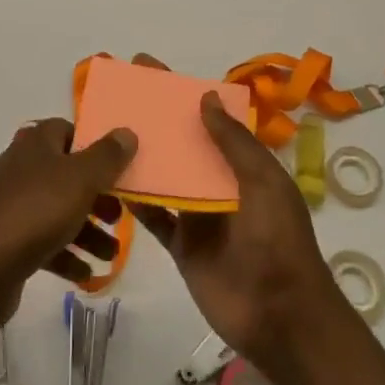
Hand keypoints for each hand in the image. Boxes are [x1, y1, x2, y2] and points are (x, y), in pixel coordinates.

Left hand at [0, 118, 136, 337]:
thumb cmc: (33, 212)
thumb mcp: (80, 178)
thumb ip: (107, 156)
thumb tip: (126, 131)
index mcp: (36, 144)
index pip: (68, 131)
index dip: (94, 146)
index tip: (119, 167)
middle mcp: (22, 169)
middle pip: (68, 175)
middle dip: (97, 195)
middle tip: (120, 216)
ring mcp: (13, 207)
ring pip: (59, 211)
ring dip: (88, 231)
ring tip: (112, 254)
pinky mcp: (8, 244)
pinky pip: (45, 244)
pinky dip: (67, 257)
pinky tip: (87, 276)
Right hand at [132, 90, 345, 369]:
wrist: (280, 317)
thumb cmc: (278, 241)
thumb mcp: (264, 182)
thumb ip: (233, 142)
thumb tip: (204, 96)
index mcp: (243, 162)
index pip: (208, 117)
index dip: (181, 92)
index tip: (148, 67)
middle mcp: (219, 182)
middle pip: (182, 142)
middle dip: (155, 119)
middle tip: (117, 94)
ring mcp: (198, 213)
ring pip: (165, 175)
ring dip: (141, 155)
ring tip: (104, 130)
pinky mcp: (182, 244)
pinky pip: (155, 216)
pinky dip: (136, 200)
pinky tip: (110, 180)